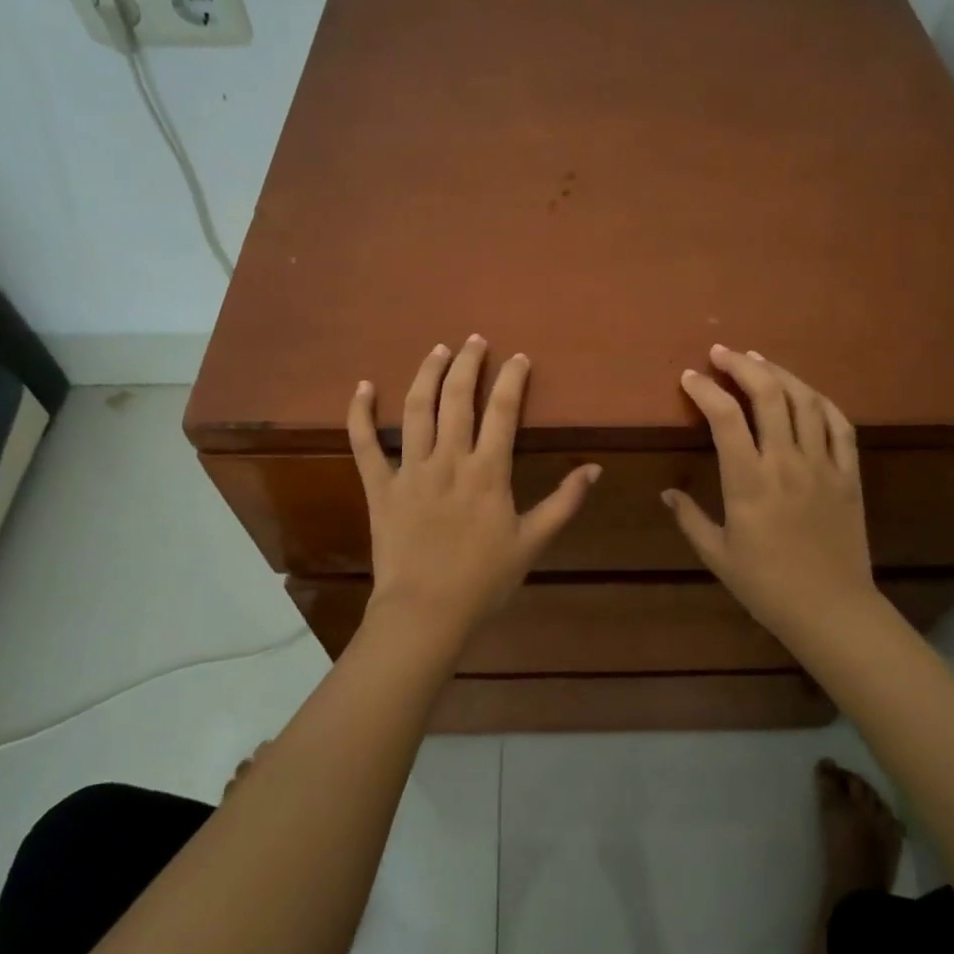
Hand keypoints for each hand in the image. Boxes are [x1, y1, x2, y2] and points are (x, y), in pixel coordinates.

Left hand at [349, 336, 599, 638]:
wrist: (426, 613)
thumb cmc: (484, 581)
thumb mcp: (534, 543)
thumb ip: (564, 502)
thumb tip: (593, 468)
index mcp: (488, 472)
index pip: (503, 411)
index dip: (512, 379)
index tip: (519, 358)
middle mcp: (449, 460)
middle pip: (457, 398)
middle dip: (468, 363)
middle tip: (475, 340)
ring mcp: (410, 470)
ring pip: (416, 410)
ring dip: (426, 374)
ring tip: (438, 349)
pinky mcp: (379, 487)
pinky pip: (364, 444)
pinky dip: (360, 414)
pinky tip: (362, 386)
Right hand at [664, 346, 877, 636]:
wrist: (831, 609)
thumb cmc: (767, 586)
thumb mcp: (717, 556)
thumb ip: (690, 519)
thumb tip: (667, 492)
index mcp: (749, 481)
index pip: (724, 418)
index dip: (704, 390)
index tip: (689, 377)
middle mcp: (786, 462)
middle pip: (767, 395)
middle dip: (741, 365)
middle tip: (721, 353)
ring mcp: (823, 465)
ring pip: (804, 401)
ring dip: (779, 373)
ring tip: (758, 361)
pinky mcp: (849, 474)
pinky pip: (839, 425)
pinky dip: (820, 401)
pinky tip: (805, 392)